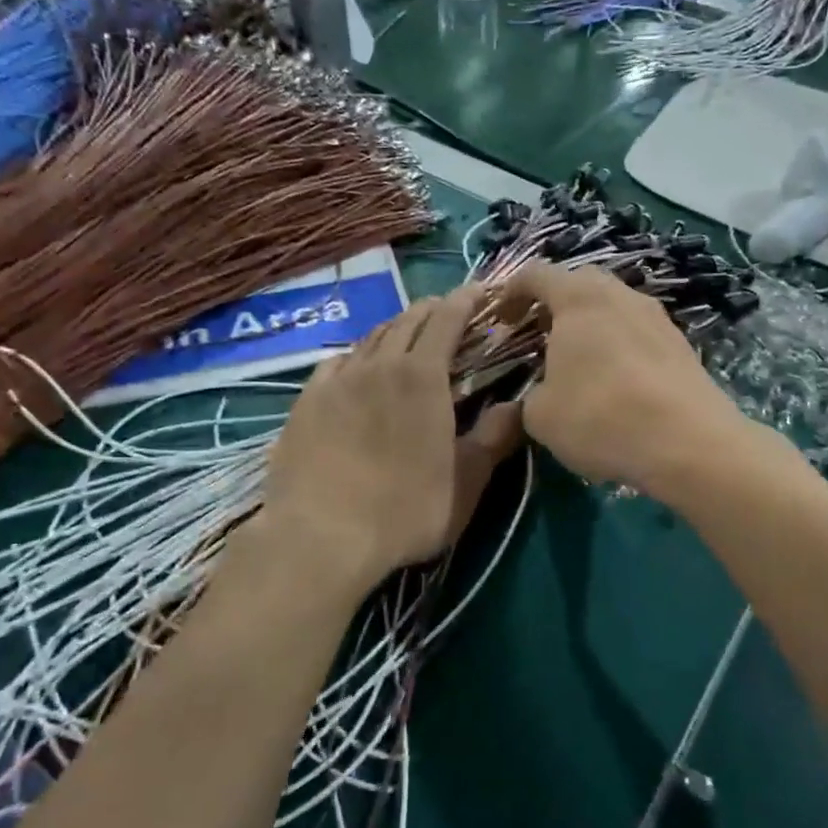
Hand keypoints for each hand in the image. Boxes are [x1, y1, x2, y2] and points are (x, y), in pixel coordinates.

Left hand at [254, 288, 522, 603]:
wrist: (320, 537)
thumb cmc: (405, 510)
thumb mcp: (467, 482)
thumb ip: (495, 438)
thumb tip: (521, 406)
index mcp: (423, 376)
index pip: (447, 319)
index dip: (465, 300)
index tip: (478, 291)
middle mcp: (379, 365)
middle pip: (407, 321)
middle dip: (431, 309)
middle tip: (446, 311)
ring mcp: (337, 381)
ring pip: (370, 338)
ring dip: (394, 329)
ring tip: (406, 333)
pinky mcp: (306, 401)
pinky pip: (335, 363)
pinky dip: (356, 355)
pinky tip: (355, 366)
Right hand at [499, 263, 750, 503]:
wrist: (689, 442)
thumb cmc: (601, 417)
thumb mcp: (541, 416)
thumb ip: (529, 396)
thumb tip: (538, 396)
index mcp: (578, 298)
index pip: (536, 274)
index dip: (511, 293)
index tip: (500, 319)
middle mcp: (619, 294)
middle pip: (579, 283)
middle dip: (554, 304)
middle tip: (538, 336)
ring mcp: (656, 316)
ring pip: (613, 306)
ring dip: (590, 325)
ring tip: (577, 360)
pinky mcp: (680, 343)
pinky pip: (637, 332)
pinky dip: (618, 345)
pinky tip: (615, 381)